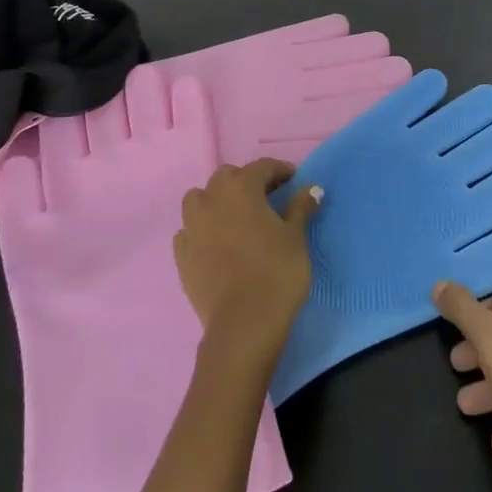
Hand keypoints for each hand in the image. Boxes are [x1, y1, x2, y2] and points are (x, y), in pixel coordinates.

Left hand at [175, 160, 320, 363]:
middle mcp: (212, 199)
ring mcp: (192, 227)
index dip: (280, 170)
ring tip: (234, 217)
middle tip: (266, 198)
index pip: (261, 167)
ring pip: (199, 199)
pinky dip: (201, 229)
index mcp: (241, 189)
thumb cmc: (276, 273)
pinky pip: (188, 230)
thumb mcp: (296, 237)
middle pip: (227, 177)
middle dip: (246, 181)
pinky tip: (215, 243)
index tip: (293, 181)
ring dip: (216, 200)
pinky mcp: (181, 254)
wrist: (243, 324)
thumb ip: (300, 207)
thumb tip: (311, 188)